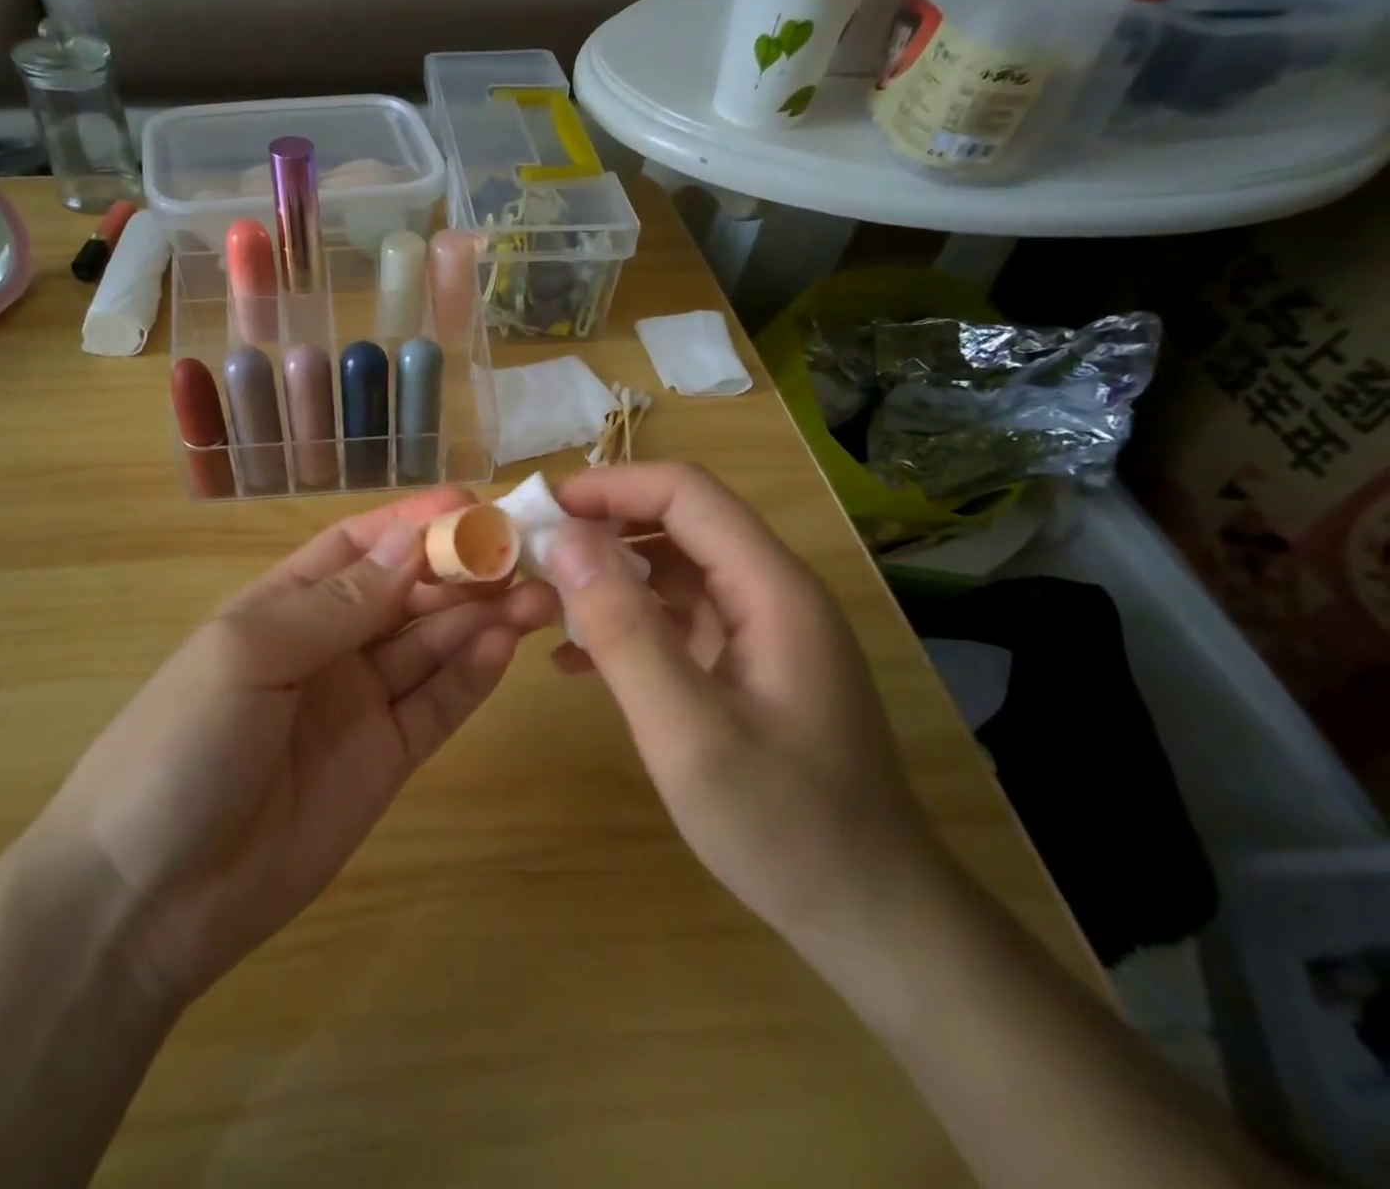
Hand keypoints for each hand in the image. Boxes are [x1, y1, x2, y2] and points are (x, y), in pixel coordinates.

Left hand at [36, 487, 552, 1007]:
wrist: (151, 897)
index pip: (359, 548)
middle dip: (460, 571)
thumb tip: (413, 541)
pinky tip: (504, 647)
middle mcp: (328, 646)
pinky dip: (472, 675)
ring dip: (480, 618)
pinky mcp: (387, 758)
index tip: (471, 505)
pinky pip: (437, 705)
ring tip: (533, 598)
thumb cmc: (183, 745)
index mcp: (284, 606)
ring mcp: (360, 703)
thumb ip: (338, 603)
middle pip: (406, 594)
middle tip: (521, 556)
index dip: (413, 523)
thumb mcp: (250, 654)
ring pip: (431, 646)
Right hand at [542, 463, 947, 945]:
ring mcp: (761, 630)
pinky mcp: (747, 665)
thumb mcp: (688, 732)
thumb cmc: (783, 825)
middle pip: (679, 524)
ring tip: (543, 602)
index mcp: (772, 588)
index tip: (542, 511)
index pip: (686, 494)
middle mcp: (771, 592)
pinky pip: (678, 620)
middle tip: (531, 556)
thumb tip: (566, 542)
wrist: (872, 916)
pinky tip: (576, 661)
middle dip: (602, 528)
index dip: (611, 487)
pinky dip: (627, 623)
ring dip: (609, 577)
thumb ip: (624, 631)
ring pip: (673, 570)